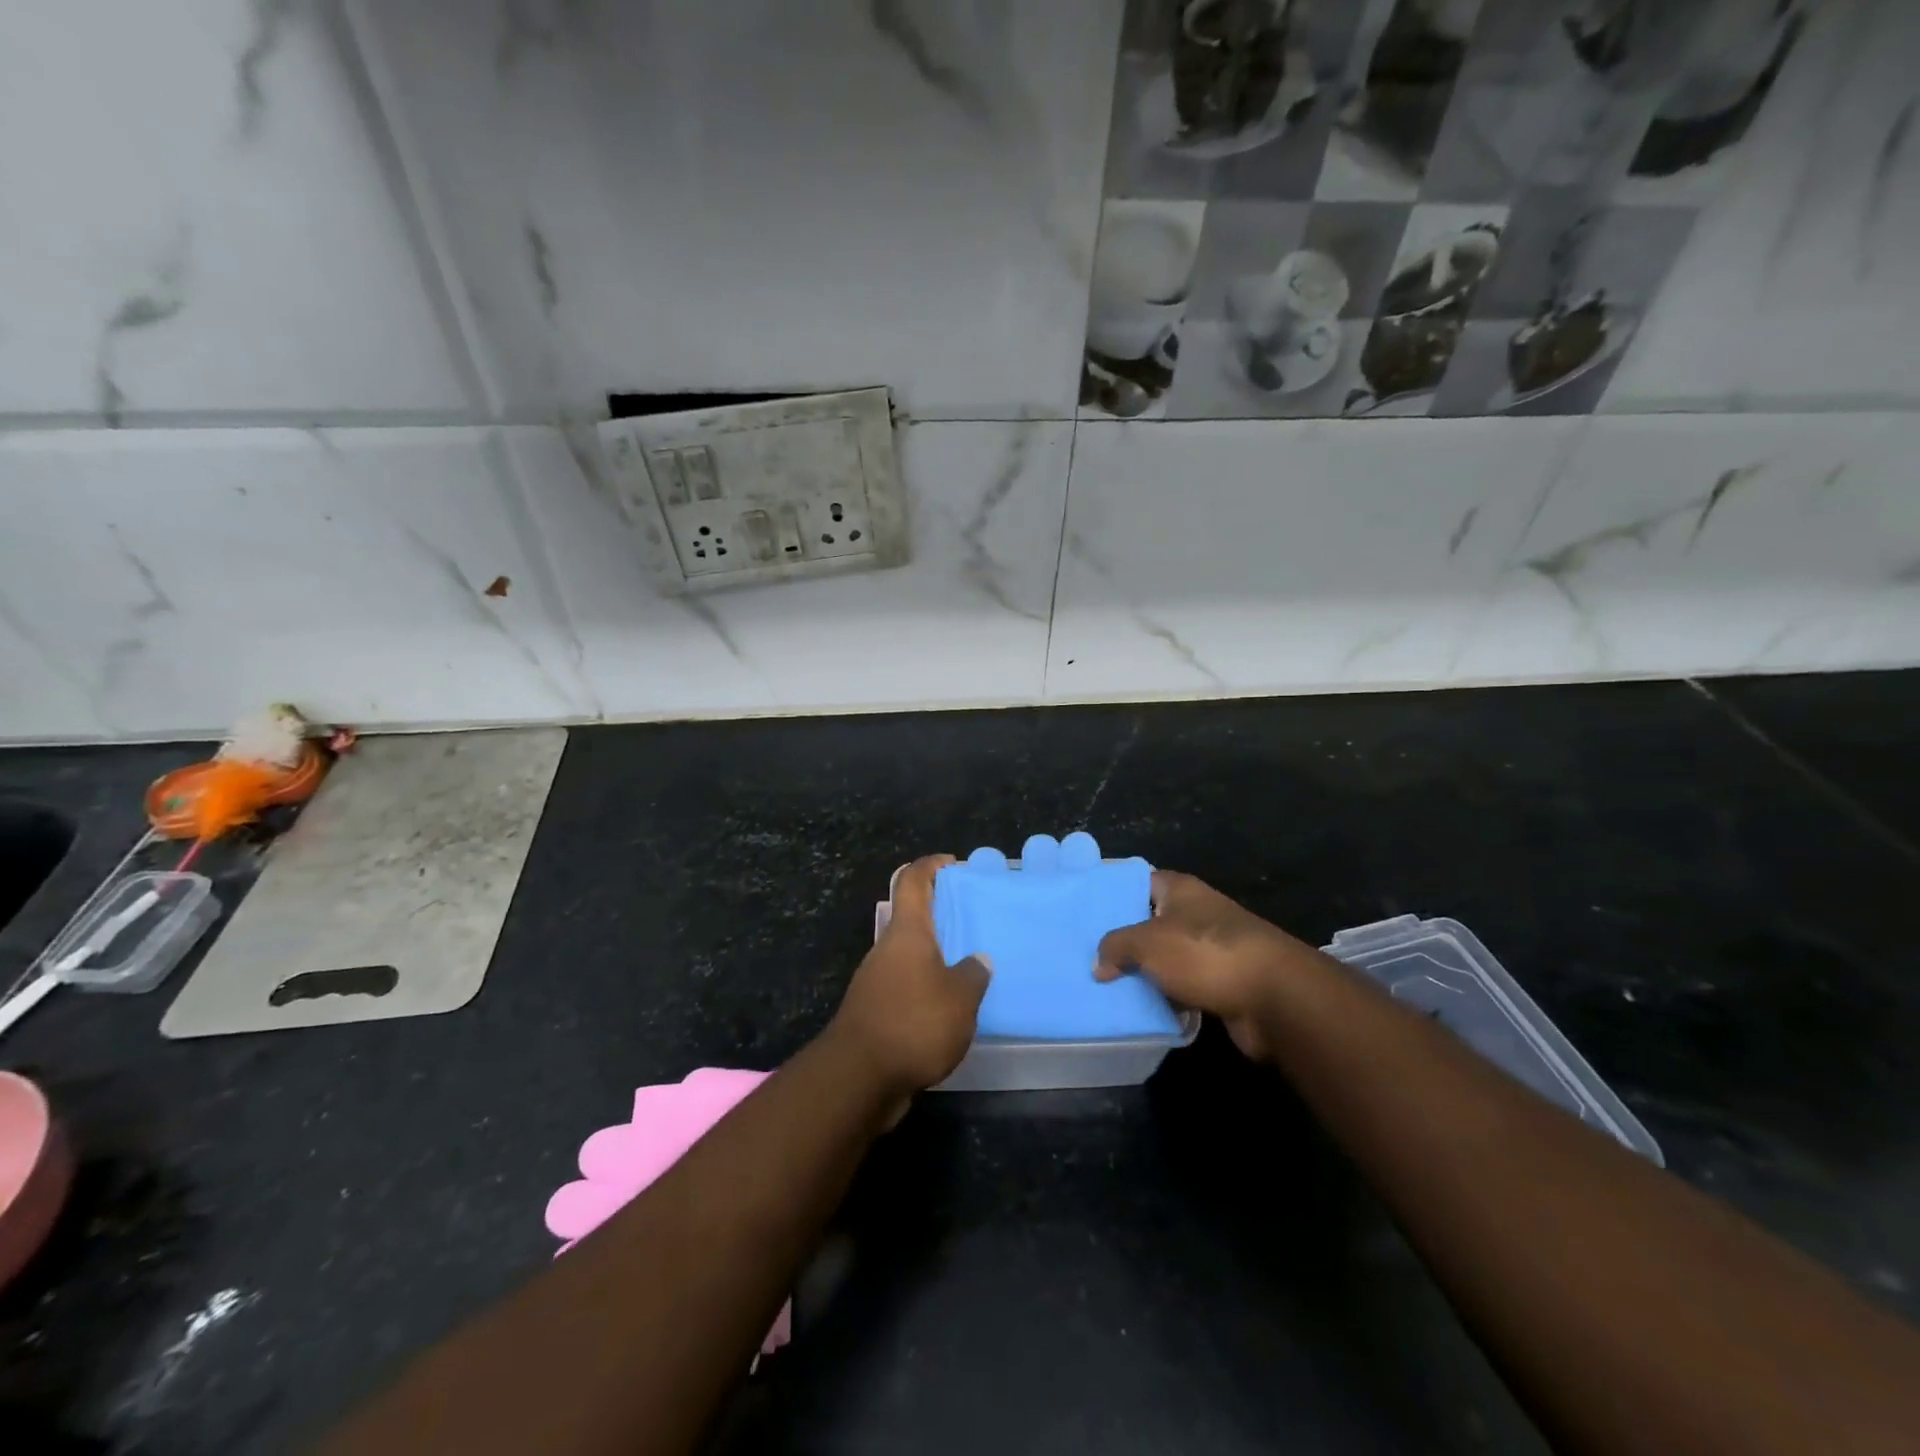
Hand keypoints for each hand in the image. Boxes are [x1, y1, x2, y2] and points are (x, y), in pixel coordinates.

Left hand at [830, 855, 988, 1099]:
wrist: (858, 1078)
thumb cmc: (913, 1023)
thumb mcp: (959, 998)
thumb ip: (973, 975)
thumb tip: (978, 960)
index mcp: (907, 933)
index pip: (912, 881)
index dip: (931, 866)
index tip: (953, 864)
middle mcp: (888, 949)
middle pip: (912, 918)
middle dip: (941, 916)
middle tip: (976, 922)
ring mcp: (877, 980)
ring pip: (910, 955)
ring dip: (936, 956)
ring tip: (971, 967)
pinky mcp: (875, 1011)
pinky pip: (907, 986)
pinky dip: (927, 987)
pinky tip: (951, 1007)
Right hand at [1095, 871, 1311, 1060]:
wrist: (1275, 997)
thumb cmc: (1204, 953)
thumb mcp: (1147, 943)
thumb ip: (1115, 947)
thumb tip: (1099, 963)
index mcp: (1179, 889)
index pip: (1138, 882)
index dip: (1112, 895)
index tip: (1084, 912)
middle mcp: (1196, 913)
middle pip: (1150, 922)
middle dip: (1123, 940)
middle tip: (1087, 955)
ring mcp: (1212, 948)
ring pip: (1166, 958)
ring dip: (1144, 973)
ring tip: (1105, 986)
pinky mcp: (1223, 983)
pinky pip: (1184, 987)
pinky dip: (1167, 998)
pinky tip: (1141, 1010)